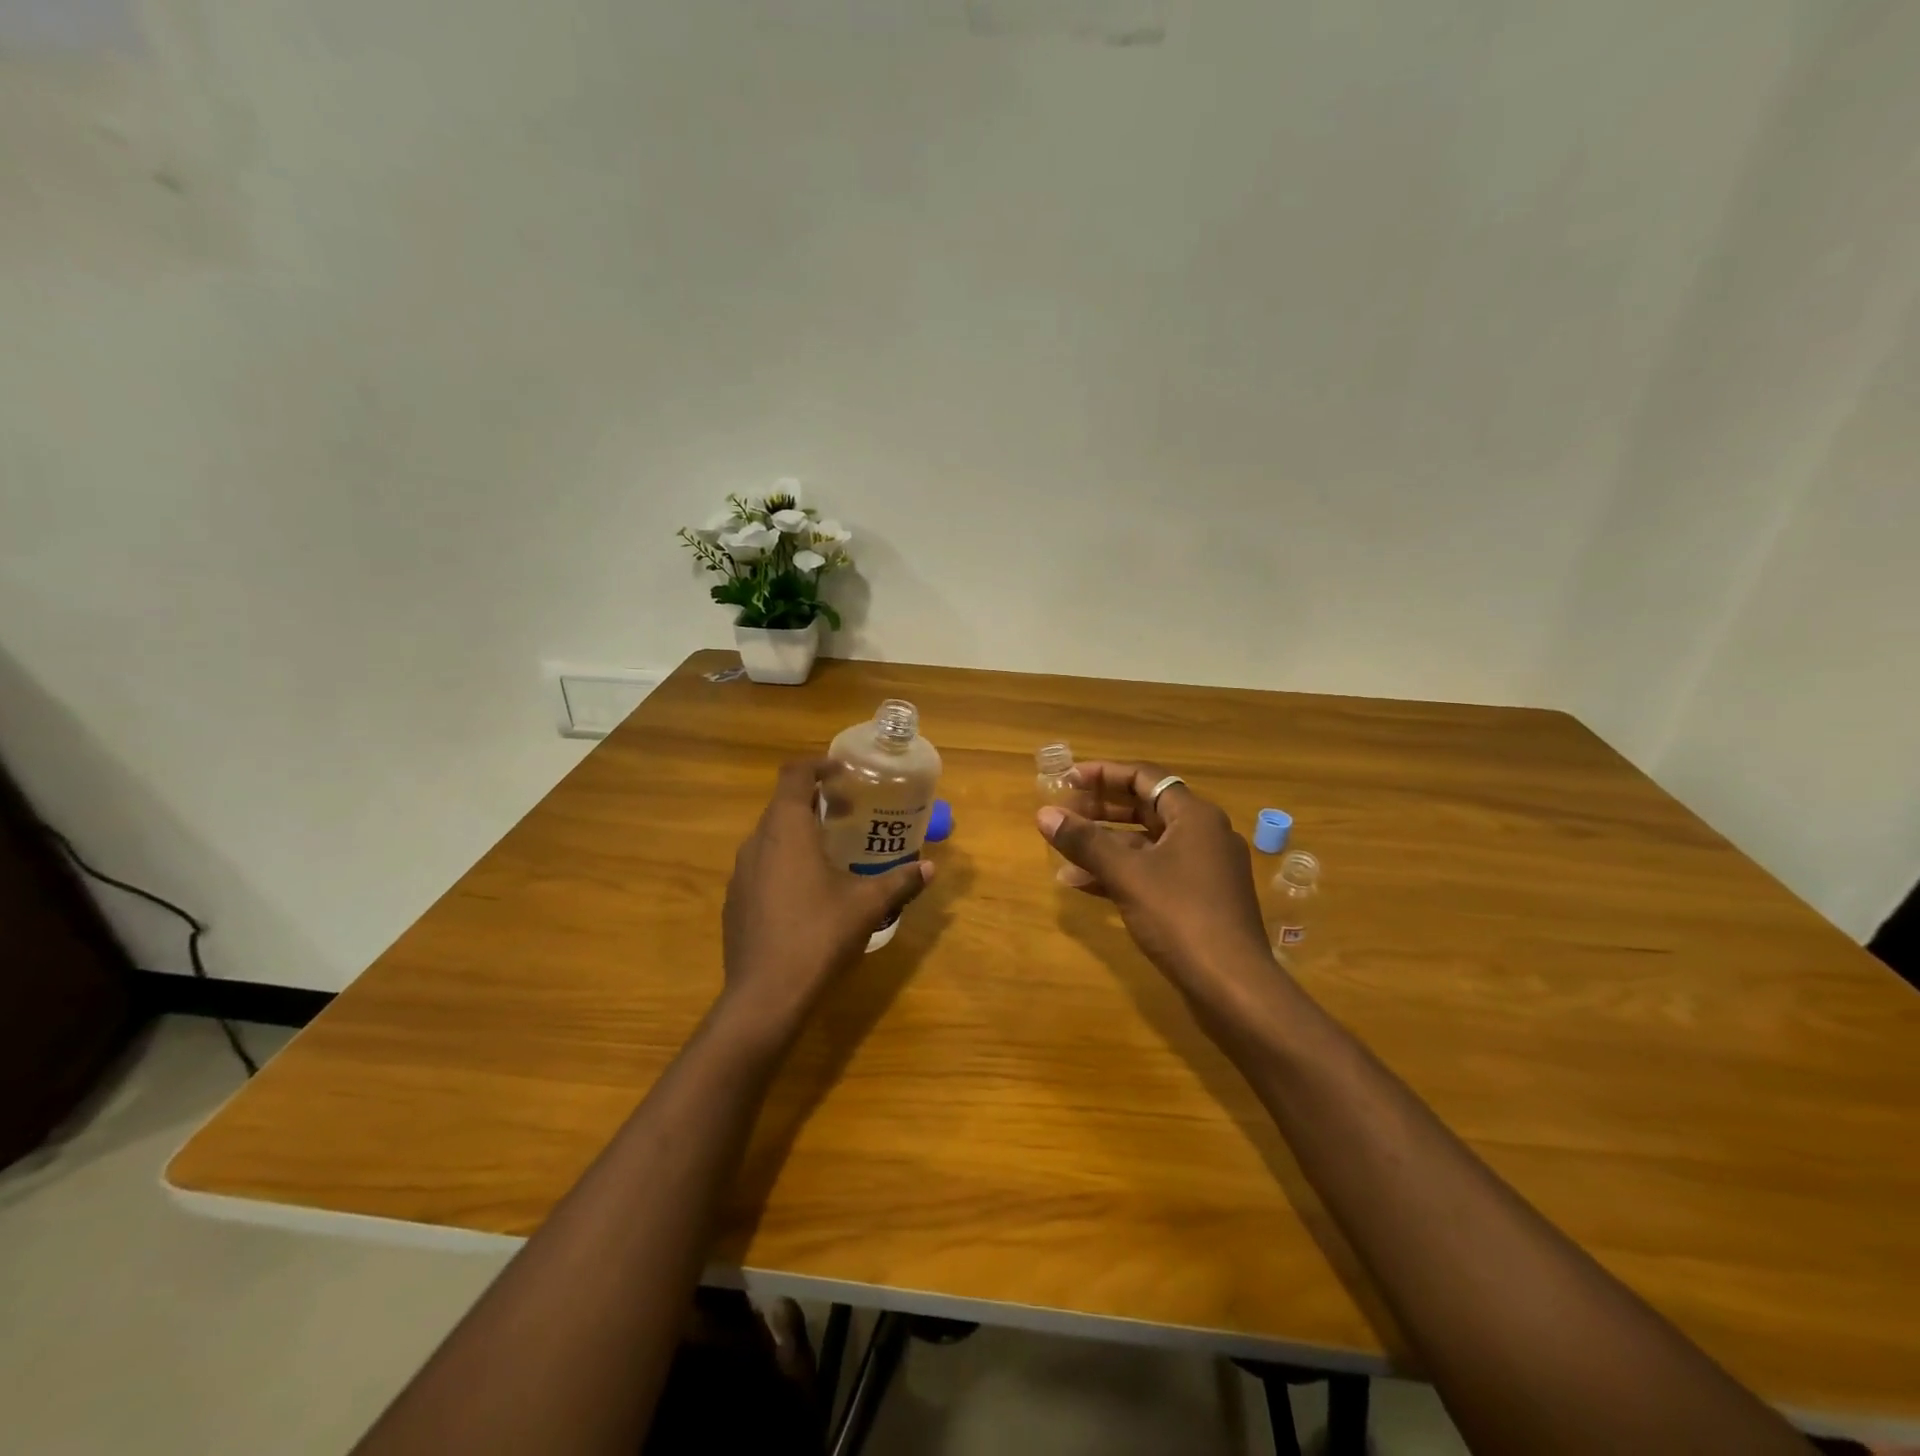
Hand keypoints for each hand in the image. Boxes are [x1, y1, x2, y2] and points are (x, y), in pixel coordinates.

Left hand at [721, 760, 932, 1042]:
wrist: (765, 995)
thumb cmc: (819, 935)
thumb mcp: (868, 904)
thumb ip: (900, 880)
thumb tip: (930, 867)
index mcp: (786, 829)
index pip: (795, 775)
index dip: (818, 765)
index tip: (843, 772)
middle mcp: (757, 842)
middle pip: (782, 805)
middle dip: (815, 801)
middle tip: (848, 812)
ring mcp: (740, 873)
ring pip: (770, 837)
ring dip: (798, 833)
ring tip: (831, 850)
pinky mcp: (734, 901)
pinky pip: (761, 866)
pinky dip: (784, 862)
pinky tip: (807, 892)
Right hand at [1037, 761, 1275, 1007]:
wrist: (1234, 986)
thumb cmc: (1181, 917)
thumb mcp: (1127, 875)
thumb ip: (1085, 842)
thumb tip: (1044, 814)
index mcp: (1194, 816)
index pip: (1145, 777)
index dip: (1103, 774)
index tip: (1067, 780)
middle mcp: (1204, 834)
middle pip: (1146, 807)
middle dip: (1101, 809)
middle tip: (1064, 813)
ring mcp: (1204, 868)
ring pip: (1147, 843)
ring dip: (1106, 844)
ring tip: (1065, 850)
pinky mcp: (1199, 899)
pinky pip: (1154, 871)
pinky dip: (1121, 872)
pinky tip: (1084, 884)